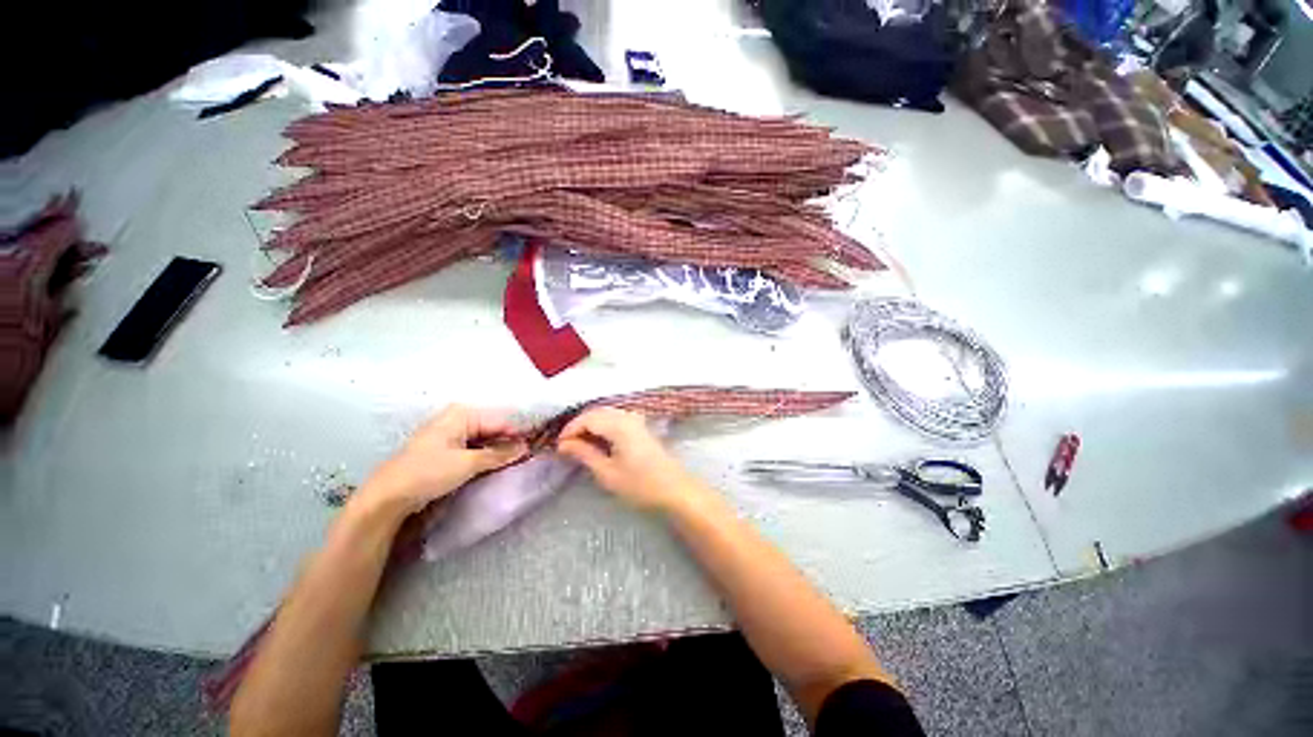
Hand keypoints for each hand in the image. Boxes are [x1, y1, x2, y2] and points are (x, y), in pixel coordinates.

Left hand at [362, 405, 526, 515]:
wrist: (387, 497)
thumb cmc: (428, 473)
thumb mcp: (468, 463)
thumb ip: (499, 454)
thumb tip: (525, 447)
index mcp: (462, 414)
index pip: (500, 421)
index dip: (519, 433)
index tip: (538, 445)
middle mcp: (457, 419)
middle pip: (493, 428)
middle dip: (510, 441)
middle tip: (530, 455)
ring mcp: (450, 434)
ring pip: (485, 438)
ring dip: (499, 449)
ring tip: (517, 460)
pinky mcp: (446, 449)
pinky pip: (474, 447)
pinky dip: (486, 454)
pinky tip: (498, 464)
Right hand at [556, 407, 704, 511]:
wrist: (675, 489)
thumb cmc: (640, 484)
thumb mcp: (607, 472)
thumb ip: (584, 453)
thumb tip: (564, 444)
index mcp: (619, 424)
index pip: (587, 418)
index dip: (570, 430)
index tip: (558, 447)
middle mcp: (627, 416)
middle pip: (596, 412)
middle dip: (579, 426)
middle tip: (566, 446)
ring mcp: (636, 420)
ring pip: (606, 414)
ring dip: (591, 425)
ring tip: (580, 445)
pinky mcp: (641, 427)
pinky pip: (616, 418)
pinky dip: (603, 426)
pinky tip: (599, 441)